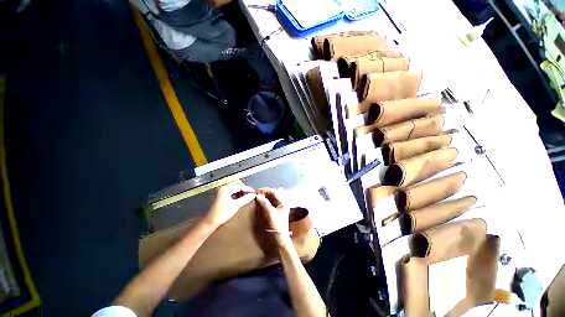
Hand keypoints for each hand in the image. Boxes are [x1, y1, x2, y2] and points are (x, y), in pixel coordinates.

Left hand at [206, 180, 254, 226]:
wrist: (210, 222)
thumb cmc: (223, 213)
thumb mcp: (236, 205)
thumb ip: (245, 199)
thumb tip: (253, 195)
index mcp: (226, 189)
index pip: (240, 186)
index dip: (248, 189)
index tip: (254, 192)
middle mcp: (223, 188)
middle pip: (237, 186)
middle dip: (245, 190)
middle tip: (251, 194)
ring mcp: (221, 192)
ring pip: (234, 189)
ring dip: (241, 192)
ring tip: (247, 196)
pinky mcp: (221, 196)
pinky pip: (231, 192)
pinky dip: (237, 194)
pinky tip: (240, 199)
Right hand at [255, 188, 291, 248]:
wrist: (278, 241)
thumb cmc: (276, 225)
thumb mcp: (270, 213)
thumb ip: (264, 203)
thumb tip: (257, 195)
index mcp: (282, 203)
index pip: (274, 192)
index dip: (266, 190)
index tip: (258, 191)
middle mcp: (280, 205)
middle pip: (271, 196)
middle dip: (264, 194)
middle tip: (256, 195)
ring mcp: (276, 210)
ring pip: (268, 201)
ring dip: (262, 199)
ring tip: (256, 199)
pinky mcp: (271, 215)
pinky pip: (266, 207)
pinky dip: (262, 205)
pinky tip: (257, 206)